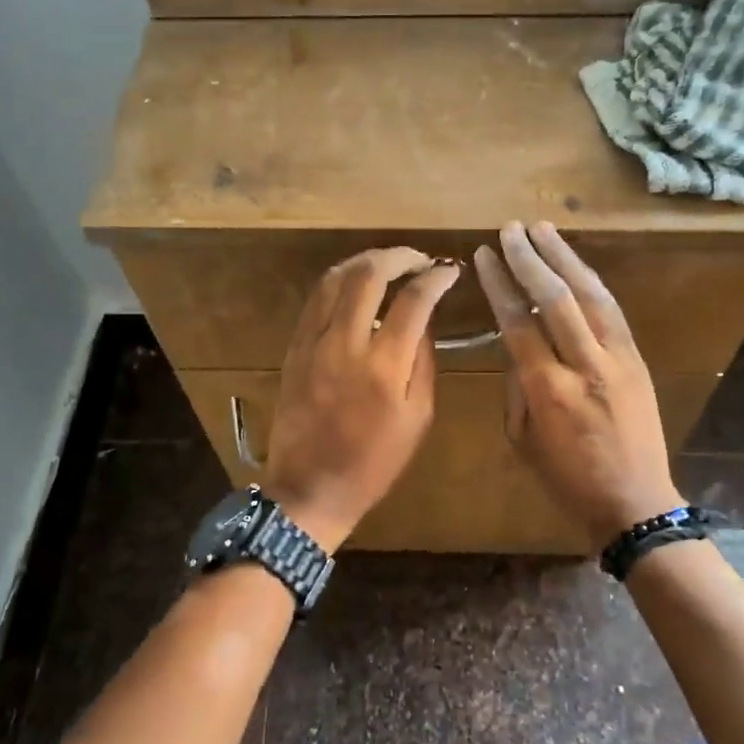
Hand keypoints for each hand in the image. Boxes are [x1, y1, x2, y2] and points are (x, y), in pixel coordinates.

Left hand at [265, 248, 460, 551]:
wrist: (310, 488)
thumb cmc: (374, 462)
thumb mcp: (418, 418)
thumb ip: (424, 362)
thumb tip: (424, 320)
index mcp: (383, 366)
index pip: (414, 300)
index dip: (435, 277)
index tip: (450, 270)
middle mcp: (345, 343)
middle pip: (369, 274)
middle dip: (398, 256)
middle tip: (418, 259)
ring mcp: (313, 342)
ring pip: (335, 278)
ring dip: (365, 261)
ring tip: (388, 264)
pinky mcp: (294, 347)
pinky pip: (315, 299)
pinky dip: (339, 282)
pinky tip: (355, 285)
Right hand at [473, 222, 685, 546]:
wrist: (634, 502)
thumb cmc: (567, 478)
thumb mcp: (522, 439)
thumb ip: (517, 387)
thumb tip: (516, 347)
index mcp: (548, 390)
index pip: (518, 322)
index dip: (500, 285)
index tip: (484, 256)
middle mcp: (585, 365)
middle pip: (556, 298)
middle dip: (530, 258)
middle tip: (510, 229)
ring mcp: (618, 359)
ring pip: (590, 294)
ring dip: (564, 257)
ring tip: (542, 229)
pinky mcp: (638, 359)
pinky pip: (612, 310)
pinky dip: (591, 281)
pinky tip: (576, 264)